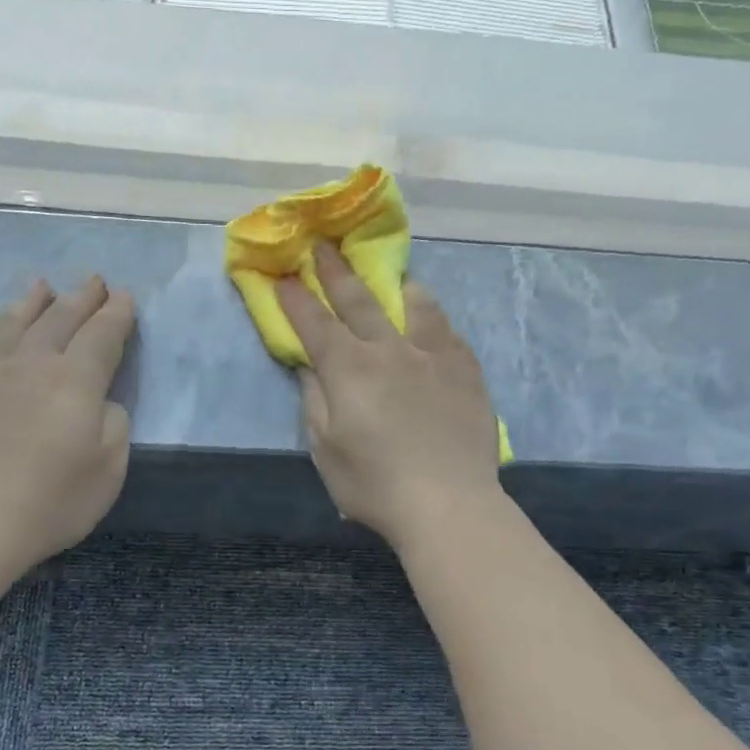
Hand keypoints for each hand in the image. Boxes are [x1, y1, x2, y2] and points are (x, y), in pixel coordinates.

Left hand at [0, 276, 134, 573]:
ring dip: (33, 300)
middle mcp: (31, 361)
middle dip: (82, 297)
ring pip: (13, 320)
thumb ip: (114, 422)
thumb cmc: (52, 500)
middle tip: (95, 282)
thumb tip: (100, 400)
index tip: (125, 298)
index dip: (117, 314)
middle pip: (60, 317)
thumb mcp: (110, 466)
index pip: (102, 334)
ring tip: (43, 286)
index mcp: (75, 379)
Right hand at [277, 243, 501, 548]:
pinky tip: (434, 327)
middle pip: (359, 301)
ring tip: (397, 281)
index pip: (315, 324)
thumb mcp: (326, 451)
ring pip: (416, 305)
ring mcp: (434, 356)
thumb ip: (315, 403)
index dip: (295, 299)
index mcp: (349, 369)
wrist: (449, 503)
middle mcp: (390, 350)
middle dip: (336, 272)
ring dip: (399, 288)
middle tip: (324, 246)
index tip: (283, 277)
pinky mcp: (467, 371)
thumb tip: (311, 370)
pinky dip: (435, 323)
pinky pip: (449, 333)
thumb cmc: (375, 485)